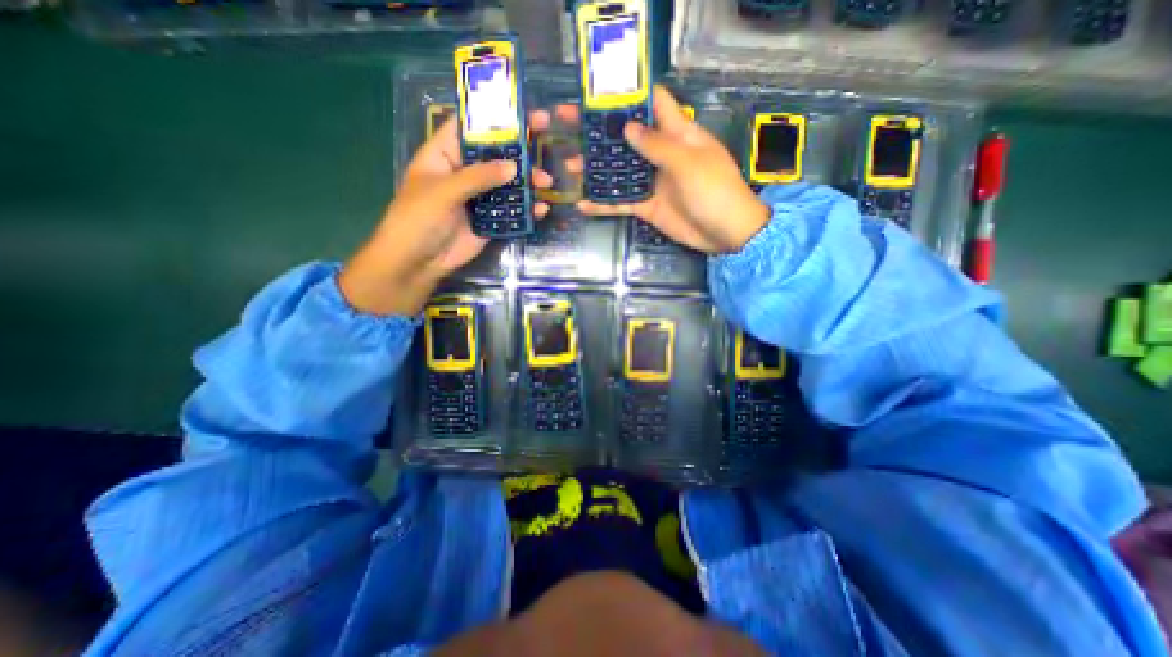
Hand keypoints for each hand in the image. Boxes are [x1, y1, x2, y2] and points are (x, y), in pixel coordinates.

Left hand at [341, 110, 559, 315]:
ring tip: (546, 183)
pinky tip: (541, 209)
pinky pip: (510, 211)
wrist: (418, 262)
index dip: (494, 116)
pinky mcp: (489, 221)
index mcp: (445, 155)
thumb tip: (514, 166)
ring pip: (507, 184)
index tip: (521, 109)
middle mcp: (464, 173)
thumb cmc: (418, 218)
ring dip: (528, 182)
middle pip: (495, 154)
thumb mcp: (445, 191)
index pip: (470, 127)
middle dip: (520, 147)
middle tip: (546, 134)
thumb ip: (479, 177)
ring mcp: (479, 198)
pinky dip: (526, 210)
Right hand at [564, 85, 769, 252]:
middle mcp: (661, 154)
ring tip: (569, 165)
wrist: (724, 233)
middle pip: (628, 137)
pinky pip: (621, 203)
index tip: (600, 90)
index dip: (630, 94)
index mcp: (678, 133)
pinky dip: (603, 204)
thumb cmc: (714, 190)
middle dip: (601, 131)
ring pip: (620, 171)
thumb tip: (628, 127)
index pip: (654, 104)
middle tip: (569, 124)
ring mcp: (652, 182)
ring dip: (596, 168)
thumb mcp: (688, 162)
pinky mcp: (647, 206)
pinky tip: (582, 203)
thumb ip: (657, 146)